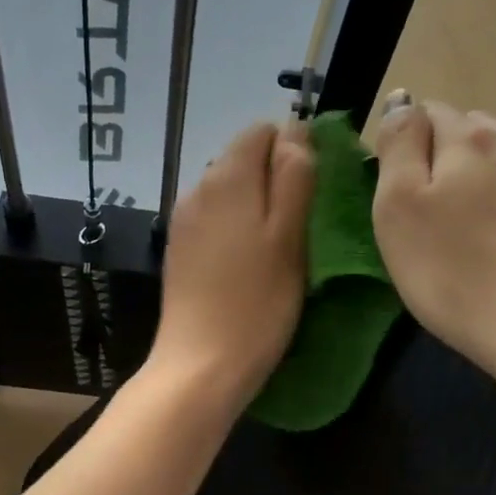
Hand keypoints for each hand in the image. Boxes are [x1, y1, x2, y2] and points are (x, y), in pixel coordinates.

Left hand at [147, 121, 315, 410]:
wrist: (201, 364)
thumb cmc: (258, 302)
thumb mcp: (290, 236)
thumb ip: (294, 177)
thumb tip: (295, 131)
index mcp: (227, 178)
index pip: (261, 131)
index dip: (293, 147)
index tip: (315, 187)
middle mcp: (197, 188)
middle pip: (242, 159)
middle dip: (274, 177)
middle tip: (303, 222)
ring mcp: (183, 220)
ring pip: (228, 191)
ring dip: (256, 204)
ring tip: (279, 245)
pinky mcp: (179, 249)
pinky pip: (213, 219)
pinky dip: (235, 227)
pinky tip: (248, 262)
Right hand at [371, 93, 495, 387]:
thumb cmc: (458, 274)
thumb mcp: (399, 210)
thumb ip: (399, 148)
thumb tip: (403, 100)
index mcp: (470, 143)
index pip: (432, 113)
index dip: (411, 142)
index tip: (401, 186)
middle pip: (480, 135)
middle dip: (455, 159)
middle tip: (437, 213)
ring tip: (483, 237)